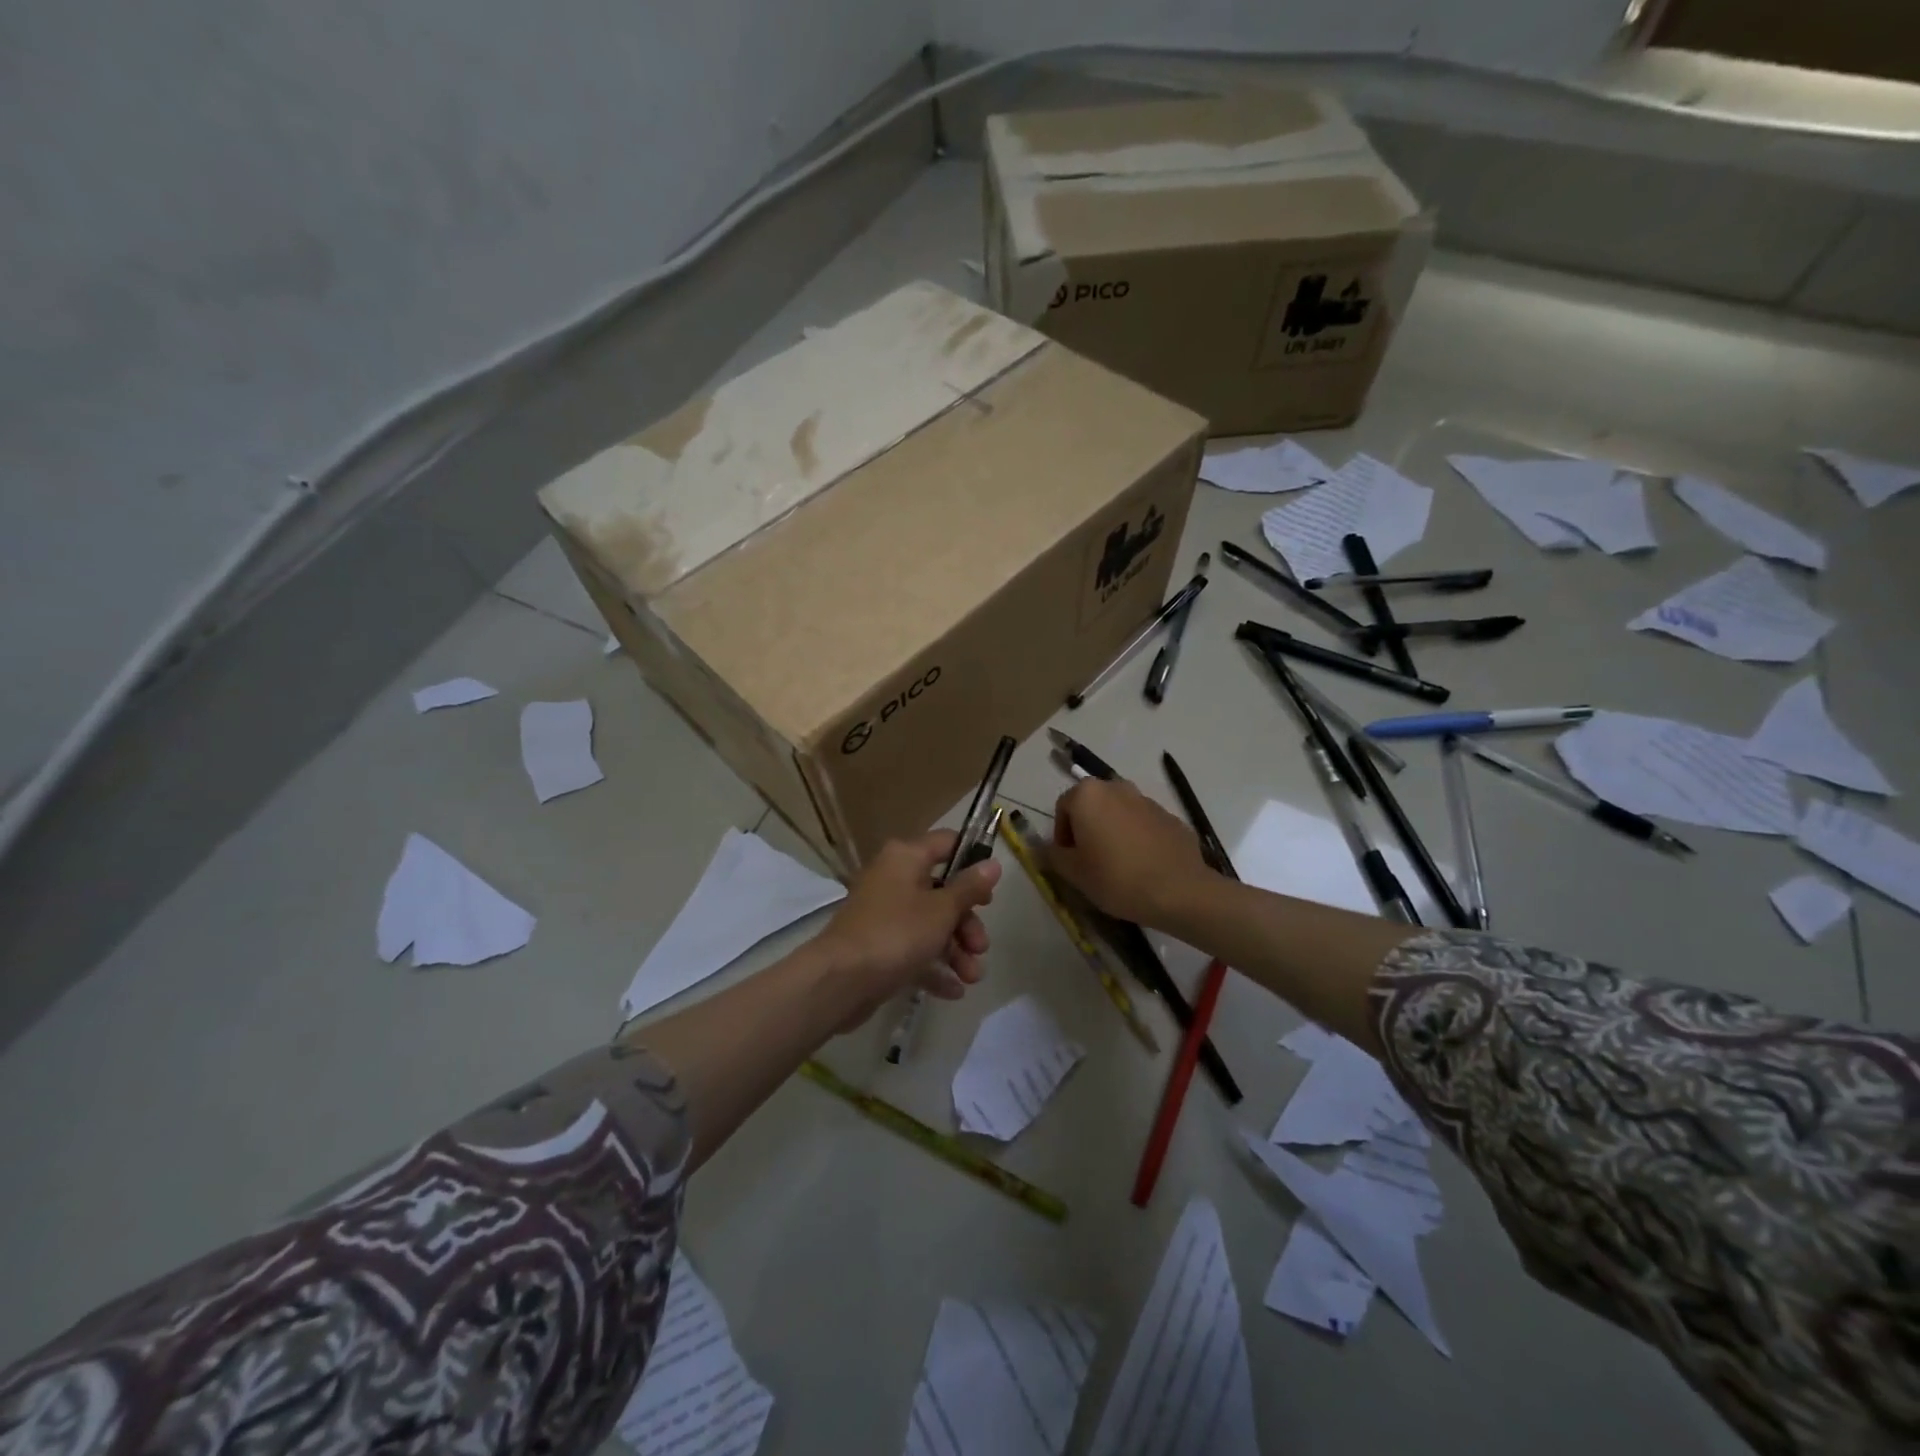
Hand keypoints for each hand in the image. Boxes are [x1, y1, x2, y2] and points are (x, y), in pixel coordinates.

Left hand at [817, 830, 1000, 1025]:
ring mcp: (884, 914)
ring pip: (930, 924)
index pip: (947, 843)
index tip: (992, 888)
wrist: (840, 981)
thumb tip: (993, 864)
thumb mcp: (941, 910)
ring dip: (955, 950)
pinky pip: (914, 950)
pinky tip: (953, 991)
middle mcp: (893, 879)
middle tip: (981, 947)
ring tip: (971, 978)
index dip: (973, 861)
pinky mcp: (879, 946)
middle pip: (942, 891)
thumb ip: (969, 888)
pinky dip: (933, 967)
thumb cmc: (896, 933)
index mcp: (906, 858)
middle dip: (967, 922)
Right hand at [1050, 778, 1216, 925]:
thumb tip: (1044, 849)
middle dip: (1087, 829)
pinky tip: (1142, 866)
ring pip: (1119, 813)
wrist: (1180, 891)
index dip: (1061, 835)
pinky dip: (1137, 839)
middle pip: (1092, 805)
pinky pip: (1143, 825)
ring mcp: (1147, 800)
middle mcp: (1117, 787)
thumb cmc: (1116, 878)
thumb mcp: (1074, 873)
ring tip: (1118, 866)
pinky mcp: (1170, 817)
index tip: (1068, 860)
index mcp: (1088, 795)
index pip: (1063, 807)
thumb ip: (1053, 856)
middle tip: (1089, 861)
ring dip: (1112, 832)